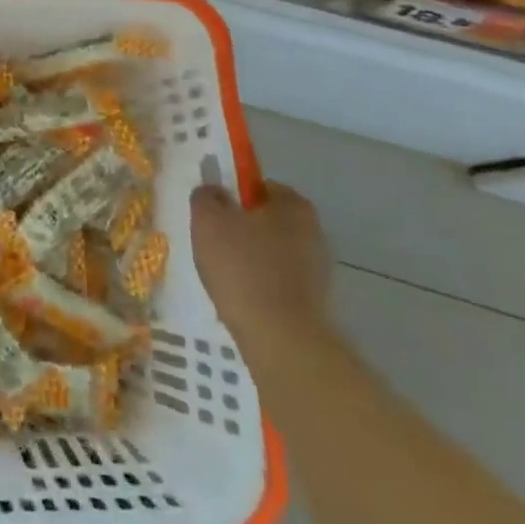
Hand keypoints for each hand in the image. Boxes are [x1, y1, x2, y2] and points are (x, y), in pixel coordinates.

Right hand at [190, 179, 332, 353]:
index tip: (213, 213)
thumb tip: (213, 192)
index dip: (233, 196)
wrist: (280, 337)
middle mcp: (313, 230)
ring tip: (223, 274)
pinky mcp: (315, 299)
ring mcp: (318, 268)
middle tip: (213, 242)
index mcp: (293, 204)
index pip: (259, 186)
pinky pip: (278, 280)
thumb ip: (207, 197)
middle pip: (267, 220)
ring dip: (251, 258)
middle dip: (242, 228)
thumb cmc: (242, 267)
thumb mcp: (208, 220)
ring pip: (272, 251)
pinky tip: (241, 297)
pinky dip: (260, 284)